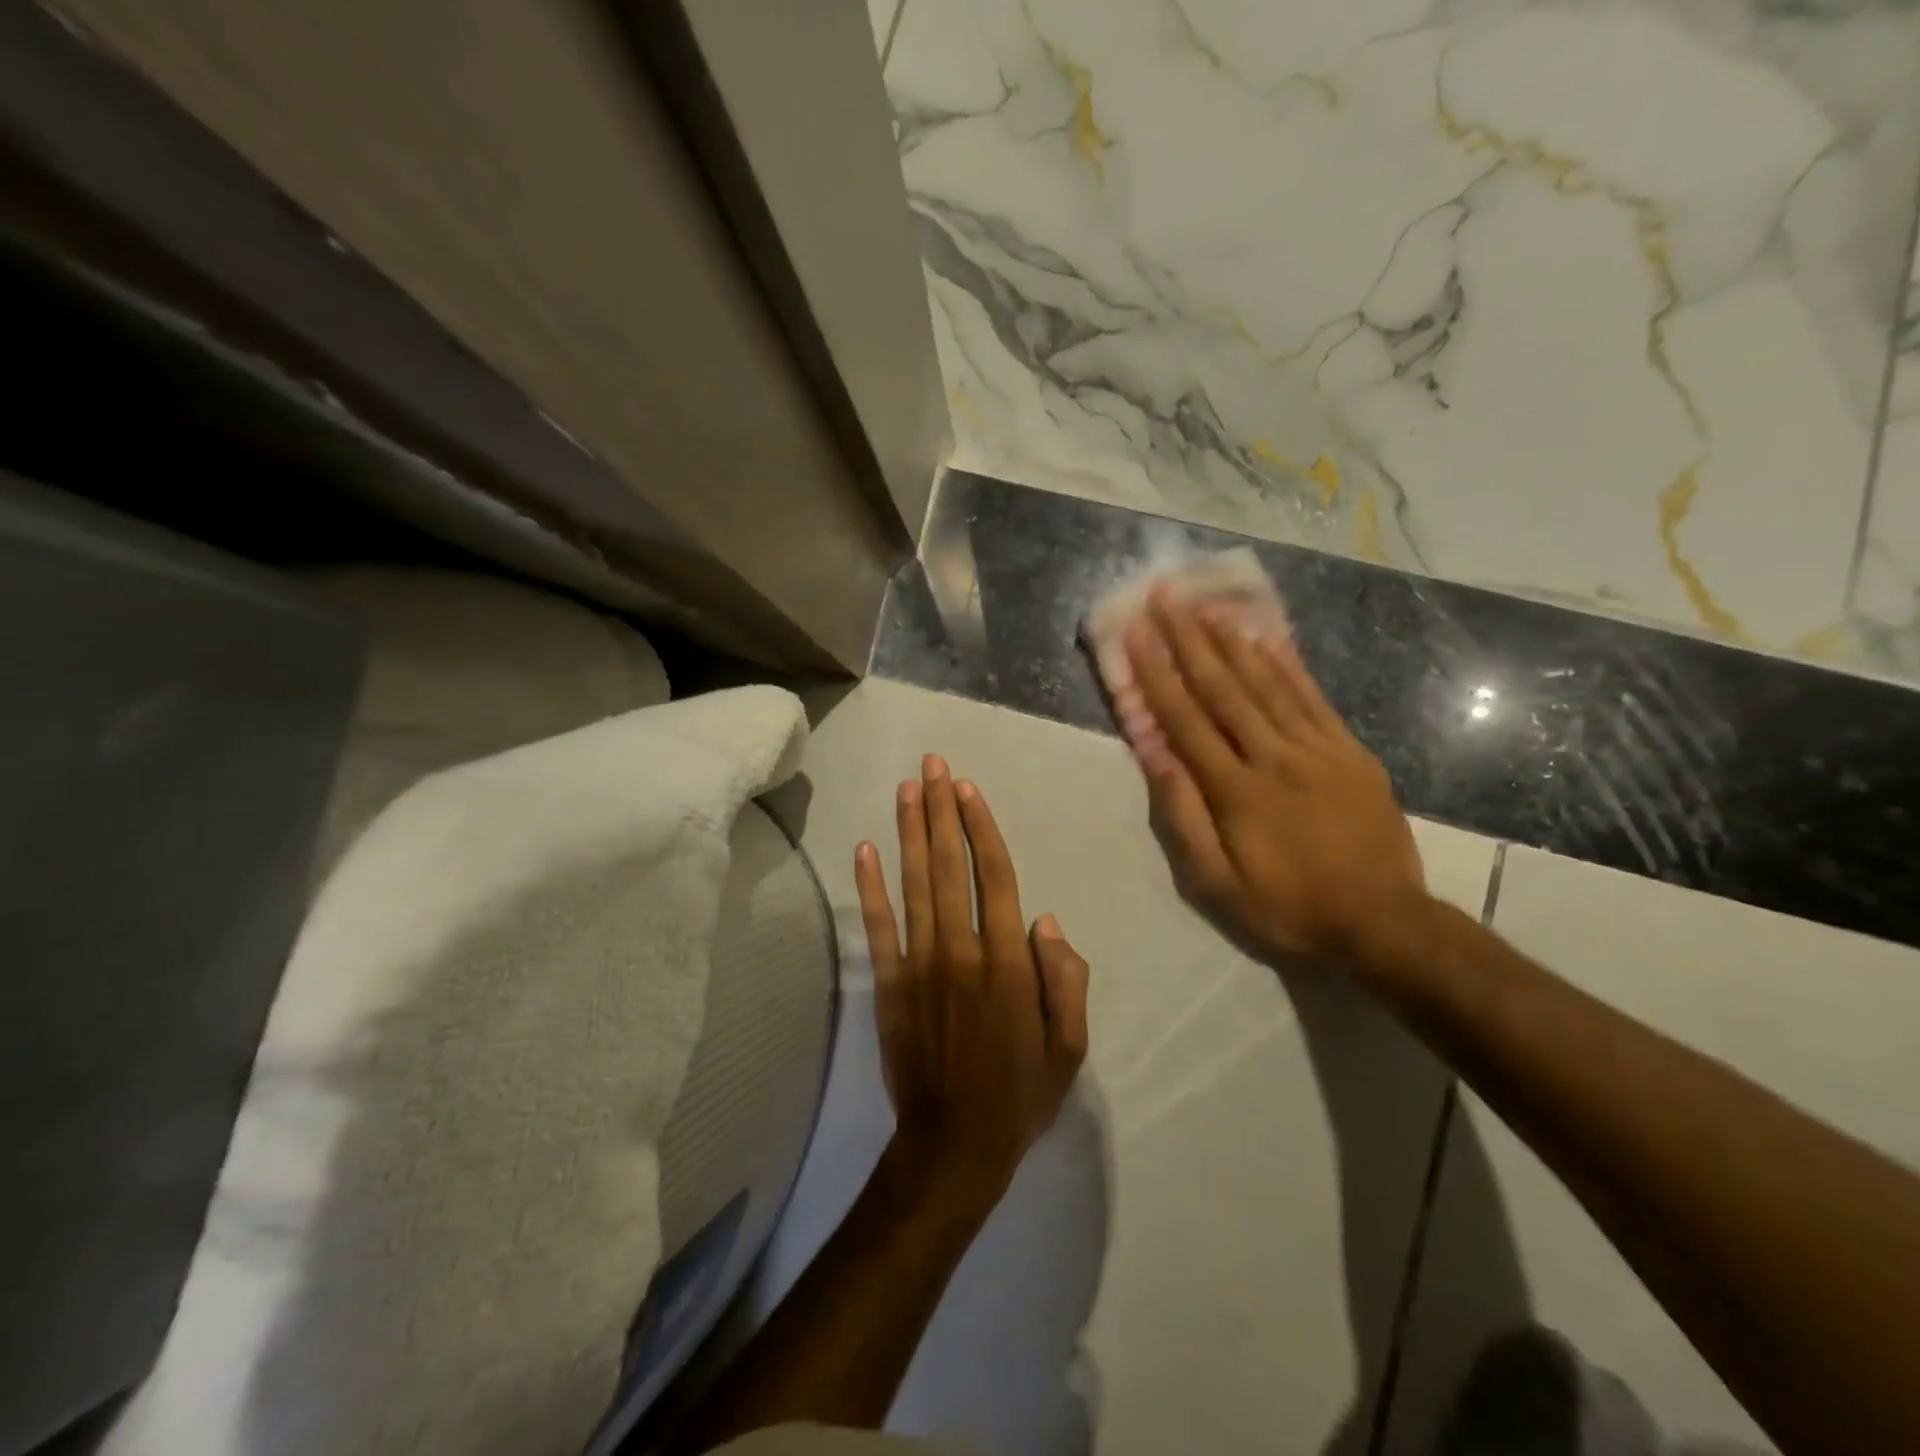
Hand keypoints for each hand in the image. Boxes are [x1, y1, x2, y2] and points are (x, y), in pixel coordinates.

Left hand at [855, 755, 1090, 1204]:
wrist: (953, 1146)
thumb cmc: (1020, 1094)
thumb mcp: (1069, 1046)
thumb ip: (1066, 979)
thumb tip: (1046, 920)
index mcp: (1009, 963)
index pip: (996, 877)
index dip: (981, 828)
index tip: (968, 789)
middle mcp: (962, 950)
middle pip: (951, 866)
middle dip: (942, 810)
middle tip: (933, 765)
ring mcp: (919, 965)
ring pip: (915, 884)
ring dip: (910, 832)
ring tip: (907, 788)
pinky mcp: (888, 984)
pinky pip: (878, 927)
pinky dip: (870, 887)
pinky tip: (865, 848)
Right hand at [1119, 588, 1427, 965]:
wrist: (1383, 922)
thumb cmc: (1288, 907)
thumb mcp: (1217, 884)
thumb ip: (1184, 817)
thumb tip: (1156, 757)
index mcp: (1236, 789)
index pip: (1186, 720)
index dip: (1158, 673)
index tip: (1137, 633)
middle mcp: (1273, 756)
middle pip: (1223, 688)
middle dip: (1189, 639)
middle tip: (1167, 596)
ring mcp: (1317, 749)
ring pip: (1267, 683)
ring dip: (1231, 640)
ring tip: (1207, 606)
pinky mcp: (1350, 751)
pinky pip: (1313, 698)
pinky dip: (1286, 665)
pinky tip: (1267, 638)